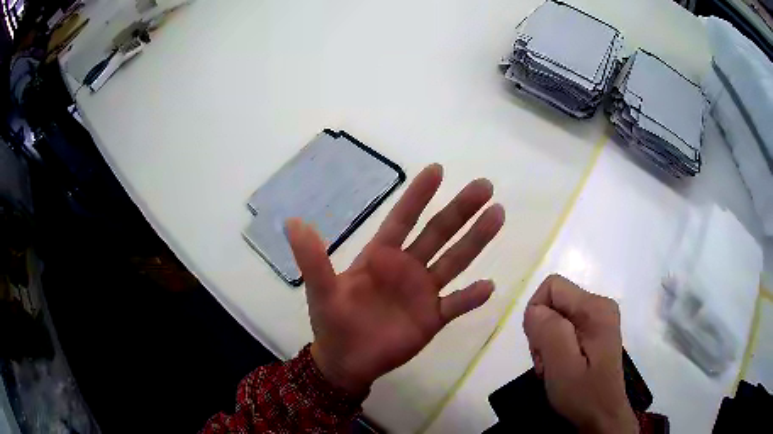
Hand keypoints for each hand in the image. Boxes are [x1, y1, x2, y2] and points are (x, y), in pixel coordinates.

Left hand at [286, 164, 504, 395]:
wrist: (347, 360)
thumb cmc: (333, 322)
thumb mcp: (321, 290)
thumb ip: (312, 259)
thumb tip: (292, 221)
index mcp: (382, 255)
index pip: (403, 218)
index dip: (418, 195)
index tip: (437, 169)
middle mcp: (407, 267)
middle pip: (438, 232)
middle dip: (461, 209)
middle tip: (484, 186)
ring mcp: (423, 292)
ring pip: (455, 261)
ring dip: (476, 240)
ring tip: (497, 215)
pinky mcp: (433, 318)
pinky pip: (456, 304)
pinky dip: (471, 297)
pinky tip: (488, 286)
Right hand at [523, 275, 638, 433]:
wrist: (602, 416)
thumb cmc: (584, 393)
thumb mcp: (563, 365)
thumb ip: (549, 332)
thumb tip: (534, 310)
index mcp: (595, 308)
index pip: (553, 286)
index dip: (537, 313)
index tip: (540, 346)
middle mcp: (599, 305)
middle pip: (554, 303)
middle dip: (542, 332)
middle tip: (548, 362)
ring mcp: (598, 319)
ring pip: (555, 317)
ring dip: (546, 343)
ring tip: (553, 368)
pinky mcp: (594, 332)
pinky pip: (563, 329)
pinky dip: (554, 348)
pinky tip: (559, 367)